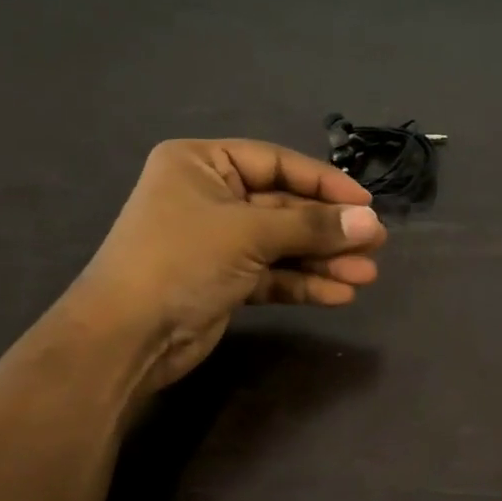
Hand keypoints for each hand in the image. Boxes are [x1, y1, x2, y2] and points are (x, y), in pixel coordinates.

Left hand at [64, 138, 385, 388]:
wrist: (126, 338)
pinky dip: (303, 283)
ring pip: (283, 244)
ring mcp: (218, 242)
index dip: (324, 183)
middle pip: (284, 207)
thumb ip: (312, 227)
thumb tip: (371, 223)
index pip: (276, 163)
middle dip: (328, 229)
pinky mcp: (225, 281)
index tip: (366, 204)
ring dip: (323, 260)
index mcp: (202, 164)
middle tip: (375, 244)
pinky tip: (339, 294)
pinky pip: (273, 274)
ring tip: (366, 275)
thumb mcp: (250, 234)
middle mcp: (210, 197)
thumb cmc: (181, 261)